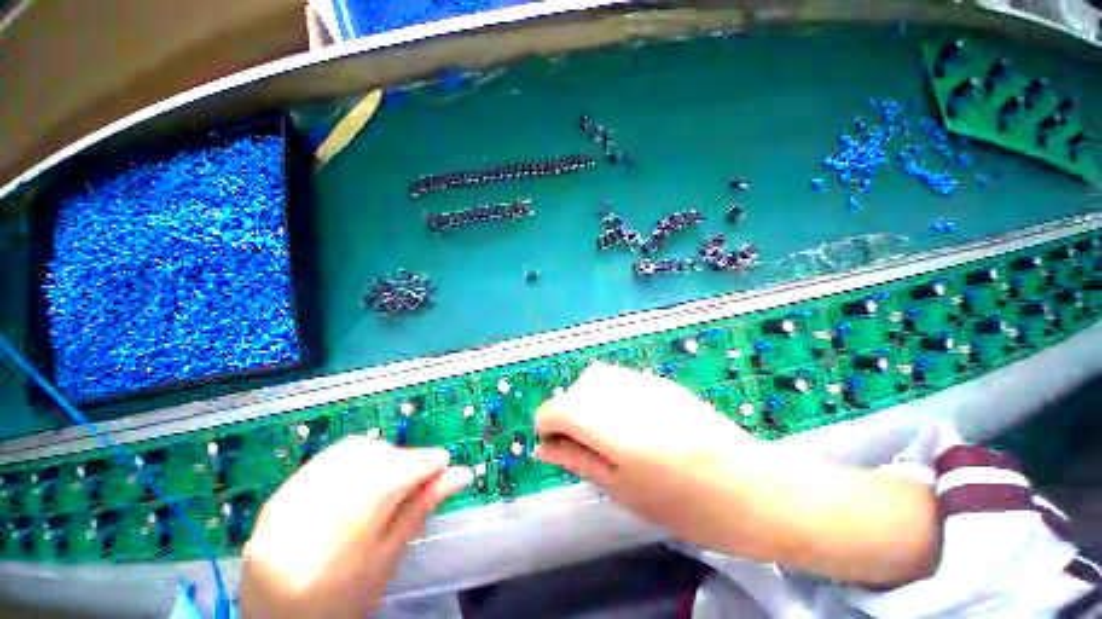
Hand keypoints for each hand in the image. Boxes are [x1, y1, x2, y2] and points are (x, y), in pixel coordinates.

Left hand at [240, 437, 472, 618]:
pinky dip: (356, 458)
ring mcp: (289, 499)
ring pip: (354, 451)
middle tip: (417, 476)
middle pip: (375, 460)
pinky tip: (361, 476)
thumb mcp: (387, 561)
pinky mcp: (280, 492)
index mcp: (342, 544)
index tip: (443, 462)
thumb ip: (420, 510)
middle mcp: (311, 512)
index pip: (395, 478)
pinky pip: (329, 457)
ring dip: (382, 456)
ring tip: (389, 478)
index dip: (425, 464)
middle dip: (405, 460)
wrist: (278, 618)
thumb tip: (461, 474)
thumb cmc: (343, 601)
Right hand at [534, 362, 757, 548]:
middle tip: (588, 446)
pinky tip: (634, 422)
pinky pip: (620, 379)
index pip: (553, 409)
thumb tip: (543, 449)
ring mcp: (643, 381)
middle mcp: (619, 392)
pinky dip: (612, 397)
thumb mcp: (622, 490)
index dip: (549, 429)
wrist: (753, 486)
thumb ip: (577, 460)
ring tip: (609, 433)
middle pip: (573, 390)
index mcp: (606, 423)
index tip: (561, 449)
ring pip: (595, 379)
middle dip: (570, 415)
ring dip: (590, 402)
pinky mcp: (660, 381)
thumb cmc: (685, 504)